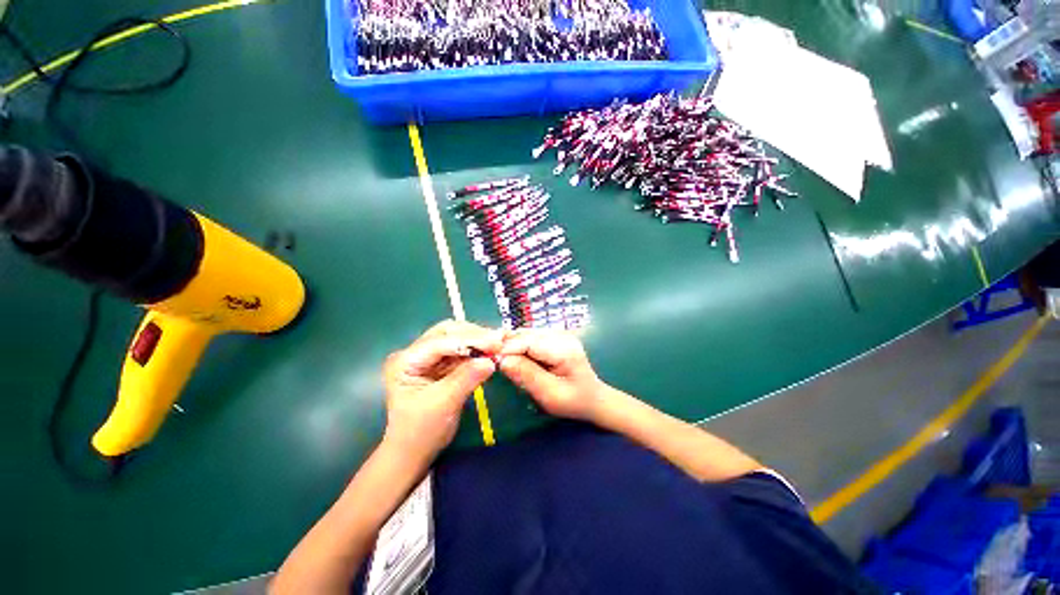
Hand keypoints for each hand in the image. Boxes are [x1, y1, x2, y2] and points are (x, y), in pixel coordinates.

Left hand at [382, 320, 501, 463]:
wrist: (413, 452)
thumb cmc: (421, 432)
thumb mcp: (444, 404)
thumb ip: (466, 378)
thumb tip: (491, 360)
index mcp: (404, 361)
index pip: (440, 342)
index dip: (469, 340)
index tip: (495, 342)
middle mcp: (414, 353)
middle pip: (447, 332)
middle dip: (474, 335)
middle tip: (498, 341)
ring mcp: (427, 357)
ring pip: (456, 338)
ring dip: (477, 341)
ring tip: (498, 345)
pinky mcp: (439, 364)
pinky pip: (461, 351)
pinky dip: (476, 351)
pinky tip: (490, 352)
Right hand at [497, 329, 605, 421]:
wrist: (593, 398)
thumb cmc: (573, 401)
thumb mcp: (550, 395)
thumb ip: (527, 376)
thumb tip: (502, 360)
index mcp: (564, 348)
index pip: (529, 341)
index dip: (508, 348)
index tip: (490, 359)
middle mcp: (561, 335)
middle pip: (526, 334)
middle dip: (508, 345)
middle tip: (493, 361)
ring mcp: (558, 334)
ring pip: (526, 333)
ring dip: (512, 345)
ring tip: (502, 360)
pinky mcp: (554, 337)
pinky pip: (530, 337)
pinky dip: (519, 346)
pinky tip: (515, 358)